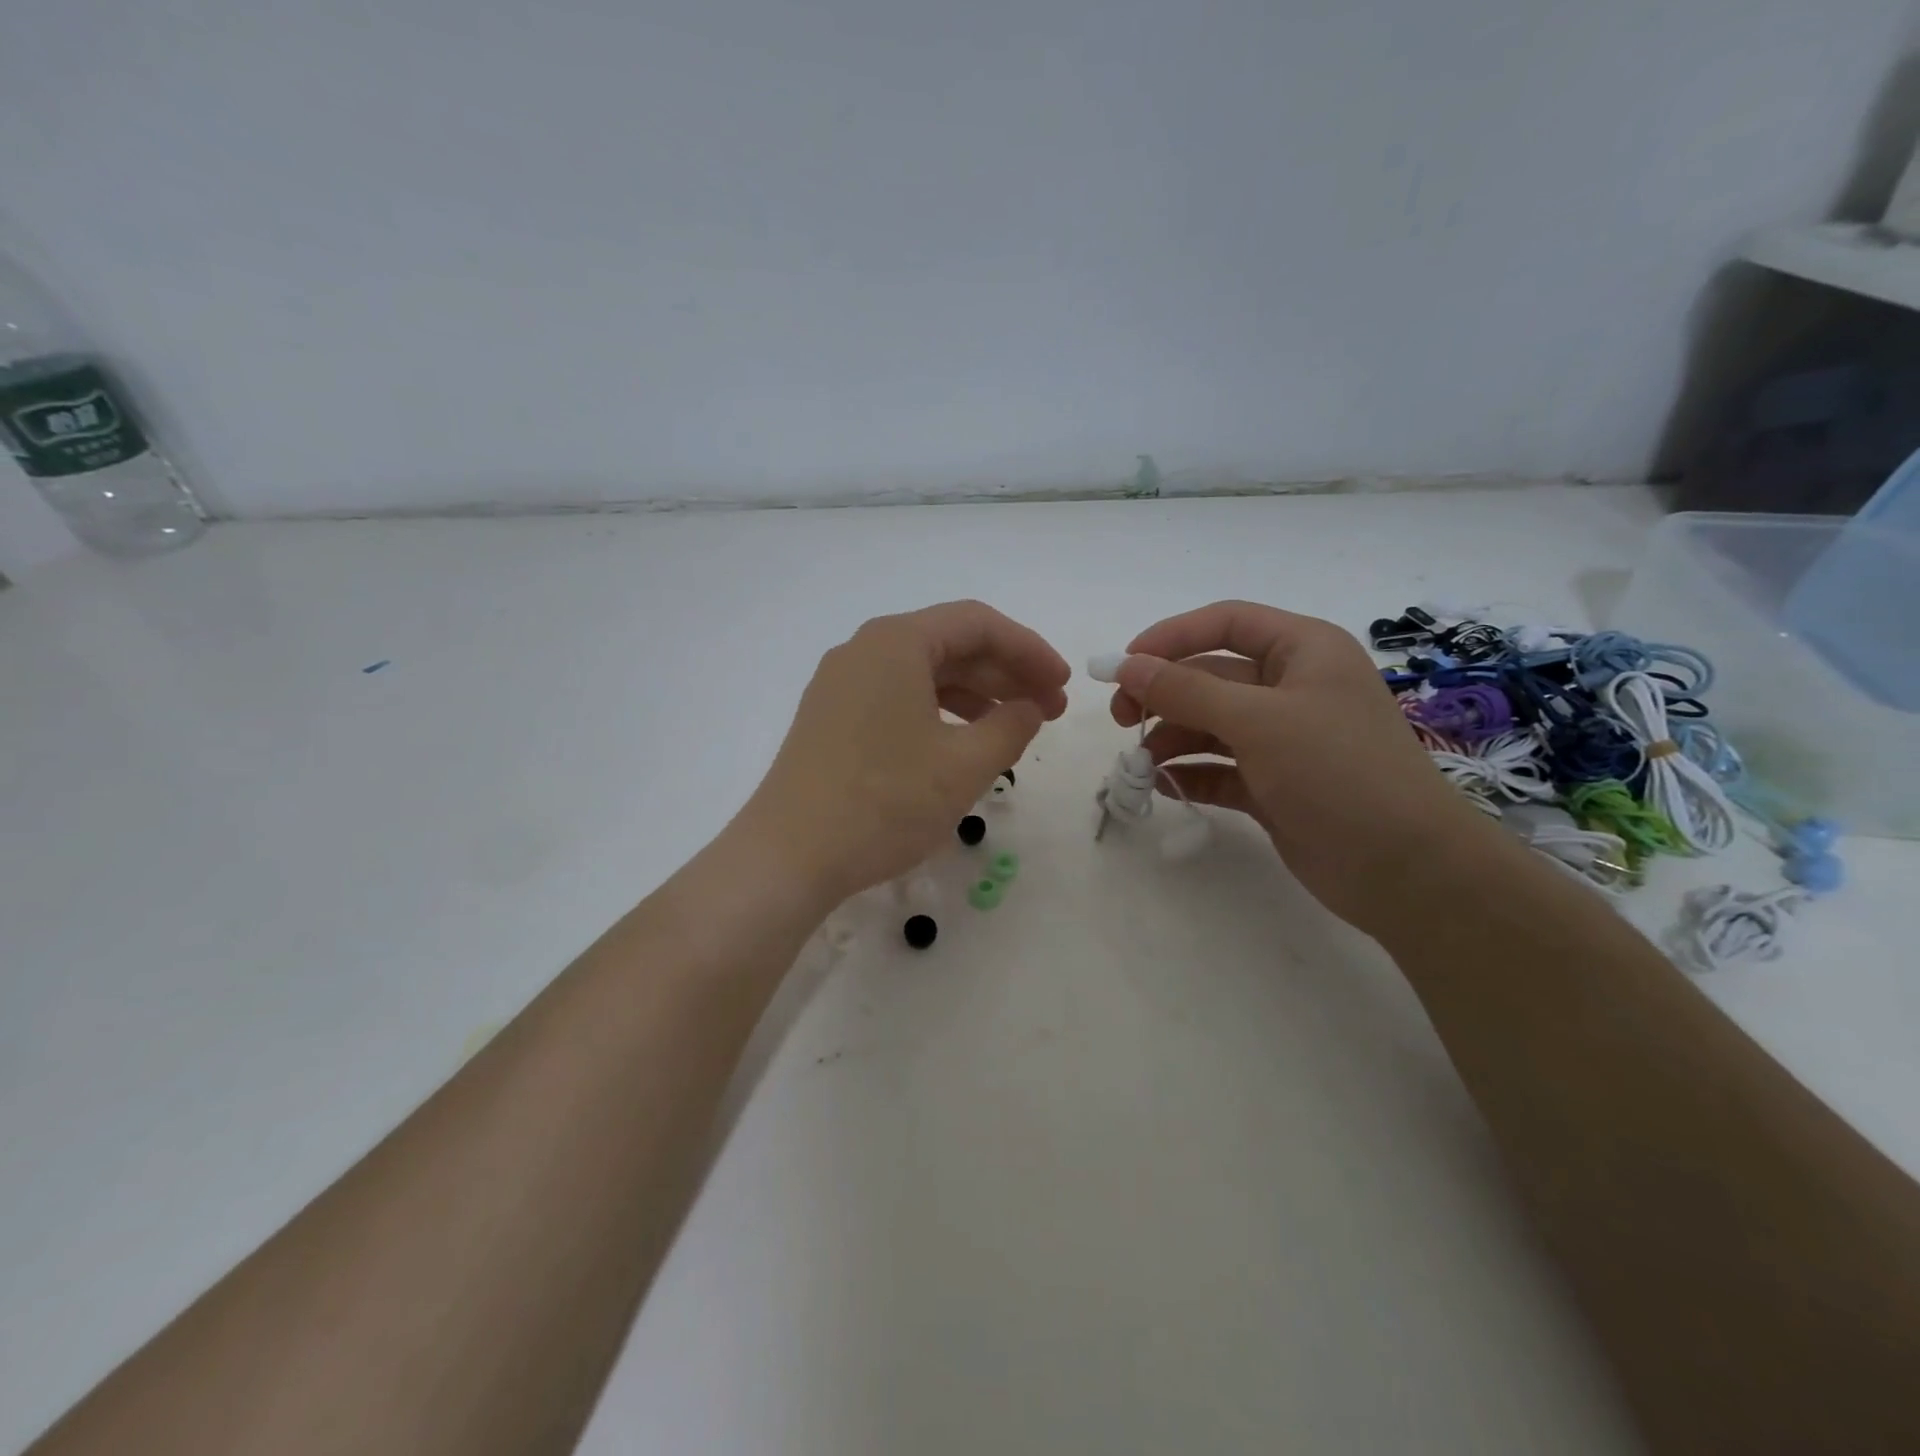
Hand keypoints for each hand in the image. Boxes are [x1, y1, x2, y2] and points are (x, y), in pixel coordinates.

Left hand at [739, 600, 1069, 907]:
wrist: (789, 856)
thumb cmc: (885, 803)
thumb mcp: (964, 765)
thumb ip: (1011, 726)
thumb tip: (1028, 707)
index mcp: (896, 642)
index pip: (978, 624)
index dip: (1029, 649)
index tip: (1062, 683)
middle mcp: (864, 650)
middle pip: (949, 644)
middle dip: (1005, 673)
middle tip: (1049, 710)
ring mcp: (841, 684)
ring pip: (923, 672)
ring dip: (975, 693)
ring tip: (1013, 727)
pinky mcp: (831, 718)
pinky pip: (897, 696)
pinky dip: (939, 711)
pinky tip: (962, 741)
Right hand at [1111, 600, 1491, 929]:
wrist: (1405, 869)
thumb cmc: (1337, 771)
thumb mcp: (1258, 720)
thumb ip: (1186, 691)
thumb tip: (1126, 666)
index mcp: (1303, 651)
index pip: (1226, 623)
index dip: (1172, 636)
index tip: (1124, 664)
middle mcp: (1292, 688)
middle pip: (1210, 677)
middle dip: (1163, 695)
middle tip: (1120, 719)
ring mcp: (1283, 739)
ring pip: (1209, 725)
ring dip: (1170, 738)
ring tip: (1137, 763)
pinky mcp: (1273, 785)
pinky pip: (1218, 768)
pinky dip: (1189, 773)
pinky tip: (1163, 786)